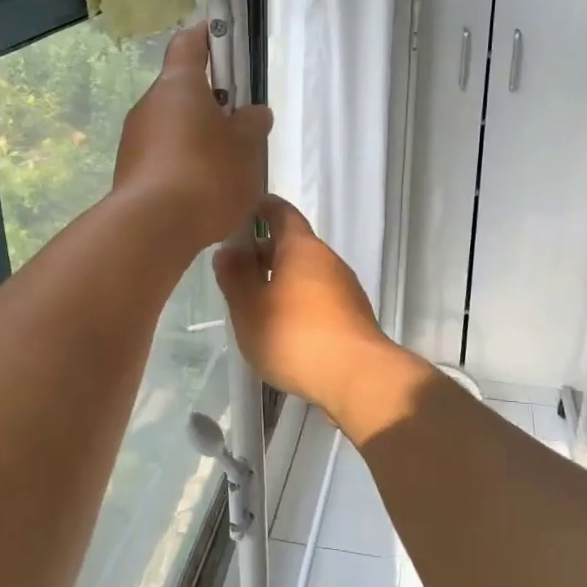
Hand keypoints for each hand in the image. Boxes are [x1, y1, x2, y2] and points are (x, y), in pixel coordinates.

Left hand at [114, 27, 272, 248]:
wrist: (152, 228)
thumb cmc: (206, 174)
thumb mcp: (246, 148)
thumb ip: (252, 125)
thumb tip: (253, 113)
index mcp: (179, 85)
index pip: (189, 44)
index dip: (207, 37)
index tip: (224, 38)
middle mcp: (150, 105)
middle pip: (182, 90)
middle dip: (211, 103)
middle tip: (240, 124)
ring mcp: (134, 140)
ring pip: (173, 127)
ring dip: (197, 138)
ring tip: (226, 167)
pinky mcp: (130, 172)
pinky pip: (163, 157)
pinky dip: (183, 165)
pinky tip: (203, 192)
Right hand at [213, 196, 402, 419]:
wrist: (357, 378)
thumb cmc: (294, 335)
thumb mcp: (249, 307)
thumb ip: (235, 276)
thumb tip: (228, 249)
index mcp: (301, 247)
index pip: (279, 211)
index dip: (258, 209)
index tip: (236, 216)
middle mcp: (327, 258)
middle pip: (293, 243)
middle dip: (264, 251)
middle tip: (235, 268)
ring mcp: (345, 286)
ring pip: (306, 272)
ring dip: (281, 279)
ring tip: (254, 300)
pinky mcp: (353, 314)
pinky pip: (319, 296)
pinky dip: (298, 301)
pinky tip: (283, 325)